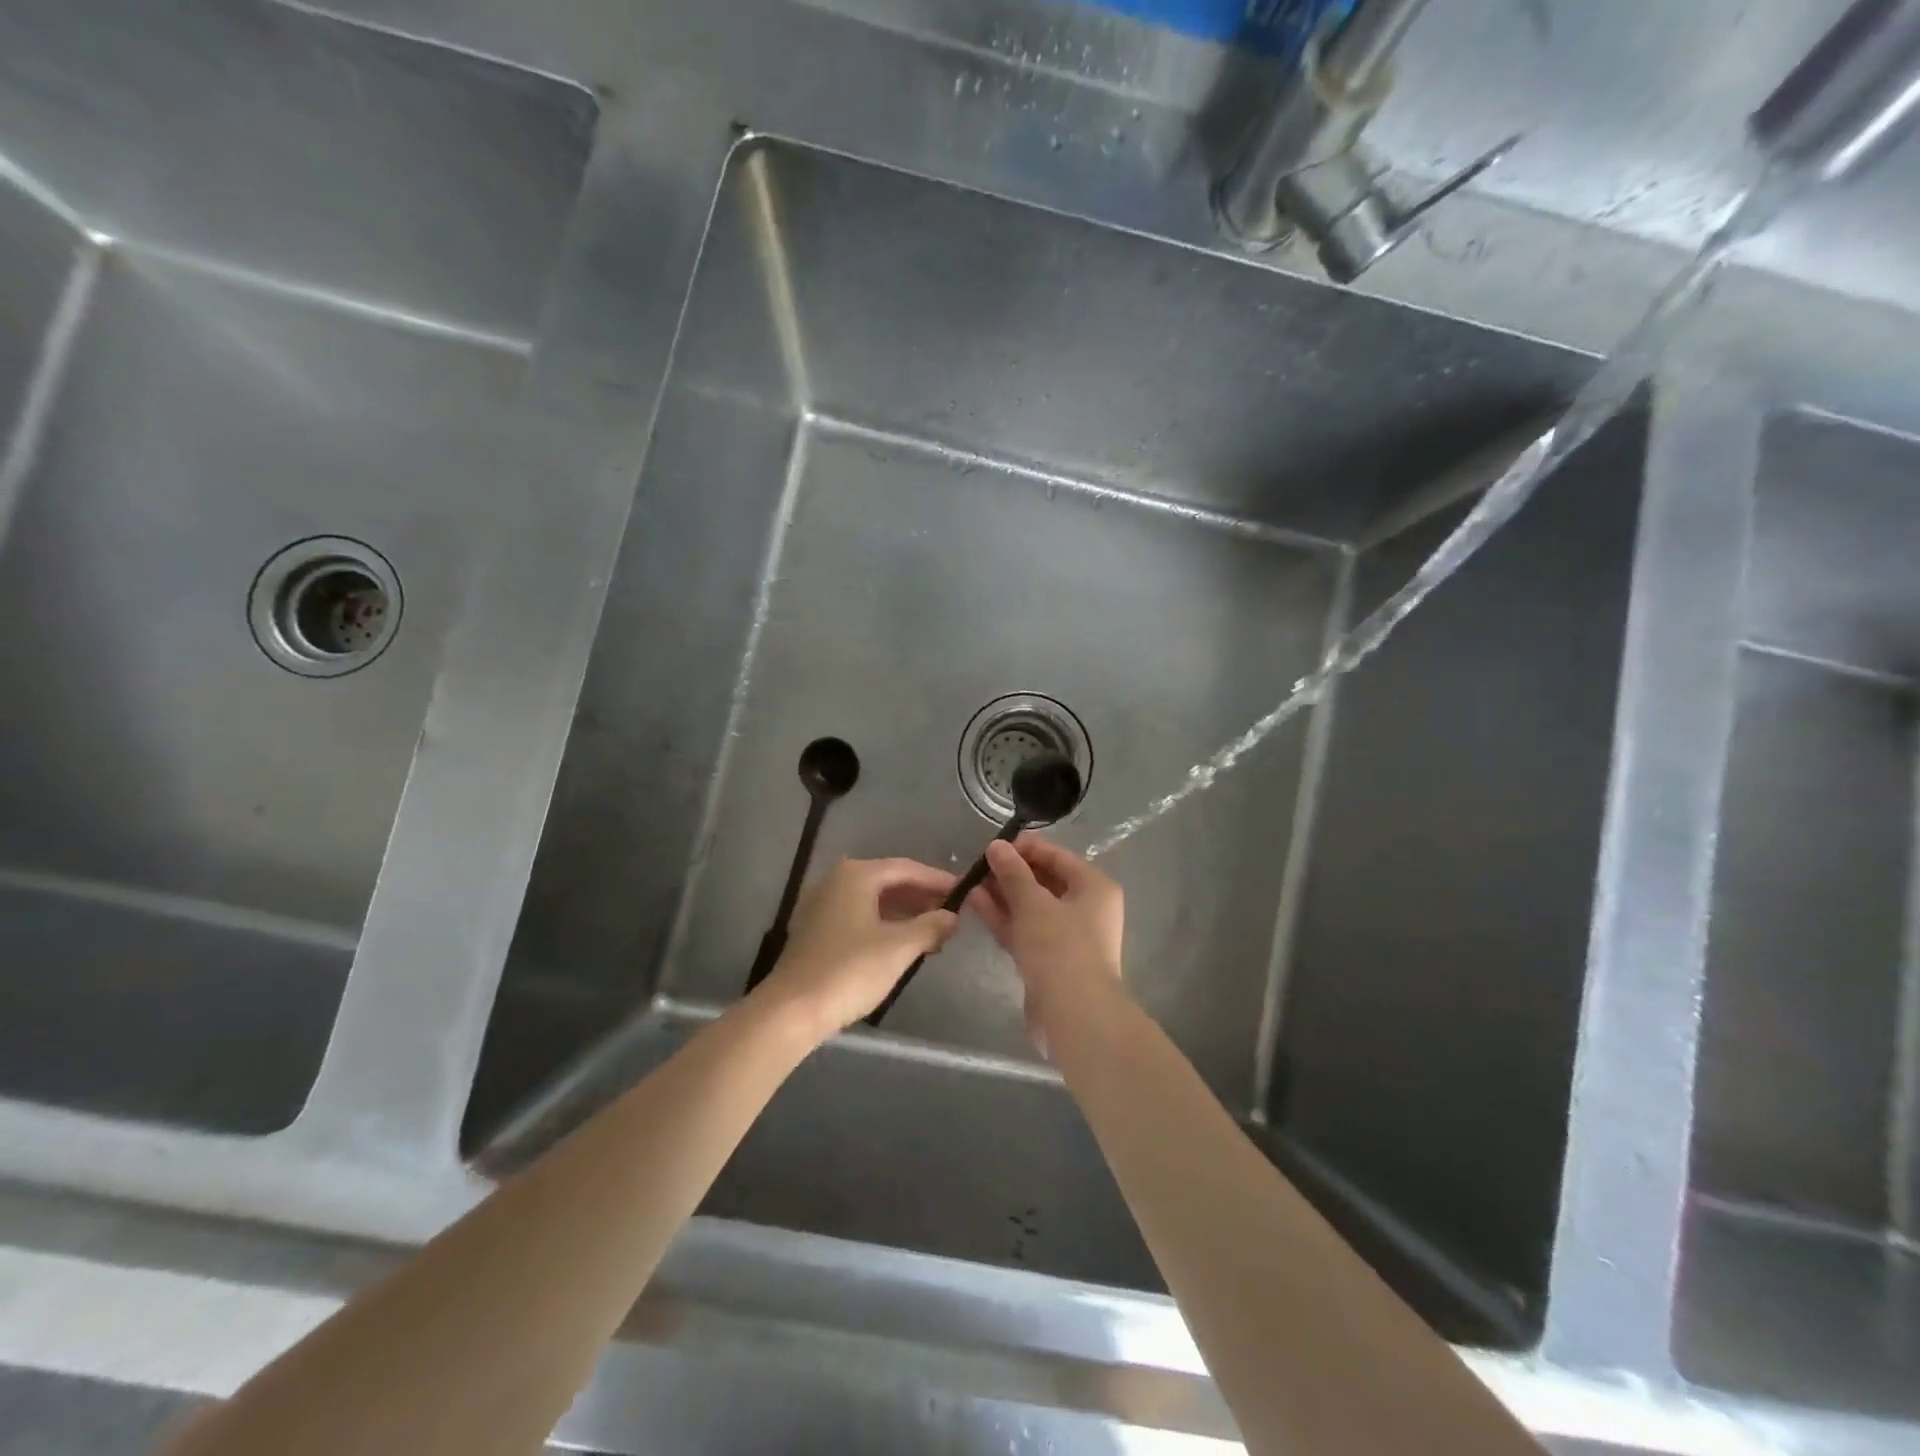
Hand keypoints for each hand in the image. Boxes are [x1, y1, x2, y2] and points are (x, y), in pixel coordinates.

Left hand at [757, 857, 958, 1041]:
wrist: (792, 1010)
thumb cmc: (850, 971)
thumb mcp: (899, 948)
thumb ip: (930, 926)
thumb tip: (952, 916)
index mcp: (856, 875)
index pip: (906, 869)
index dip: (938, 880)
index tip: (964, 891)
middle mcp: (836, 881)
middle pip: (888, 881)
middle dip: (921, 897)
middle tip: (952, 913)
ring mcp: (822, 905)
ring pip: (873, 900)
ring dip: (904, 913)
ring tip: (933, 932)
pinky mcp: (815, 930)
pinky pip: (858, 916)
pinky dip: (883, 924)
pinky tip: (902, 944)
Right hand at [968, 836, 1123, 1054]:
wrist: (1074, 1016)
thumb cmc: (1060, 947)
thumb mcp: (1033, 903)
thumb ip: (1013, 872)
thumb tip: (996, 846)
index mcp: (1094, 887)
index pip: (1057, 856)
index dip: (1024, 849)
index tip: (992, 847)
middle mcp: (1086, 908)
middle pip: (1044, 882)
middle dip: (1010, 873)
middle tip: (977, 866)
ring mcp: (1068, 937)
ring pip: (1031, 908)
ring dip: (1002, 895)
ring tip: (968, 883)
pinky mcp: (1050, 961)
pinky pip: (1025, 930)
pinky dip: (1004, 917)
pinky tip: (976, 904)